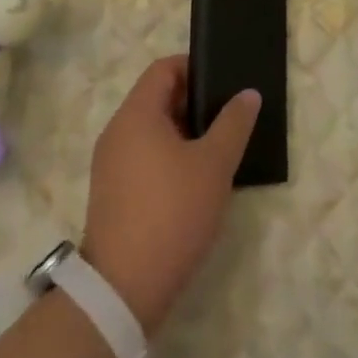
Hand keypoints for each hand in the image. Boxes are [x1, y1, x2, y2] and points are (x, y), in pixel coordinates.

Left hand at [82, 56, 260, 333]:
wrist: (123, 289)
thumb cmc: (171, 213)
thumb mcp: (214, 165)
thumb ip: (233, 123)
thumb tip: (248, 93)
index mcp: (136, 114)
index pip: (164, 69)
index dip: (195, 68)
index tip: (225, 84)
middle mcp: (117, 131)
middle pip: (157, 98)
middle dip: (194, 103)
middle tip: (229, 118)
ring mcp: (110, 164)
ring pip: (151, 131)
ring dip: (184, 133)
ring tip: (218, 150)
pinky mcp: (111, 193)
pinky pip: (143, 157)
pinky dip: (168, 157)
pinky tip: (195, 181)